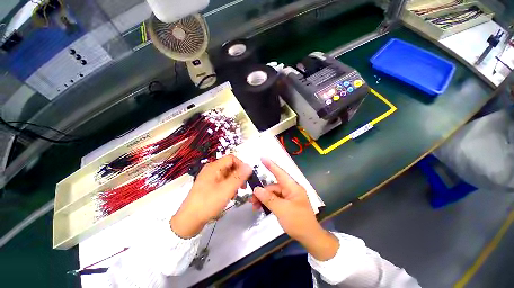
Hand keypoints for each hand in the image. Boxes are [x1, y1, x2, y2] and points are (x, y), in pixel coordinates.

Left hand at [170, 155, 251, 238]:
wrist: (189, 220)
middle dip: (238, 175)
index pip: (231, 158)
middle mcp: (211, 170)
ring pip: (227, 175)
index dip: (241, 165)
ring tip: (235, 194)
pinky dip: (228, 187)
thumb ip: (239, 176)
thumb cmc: (208, 202)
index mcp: (214, 167)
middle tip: (243, 187)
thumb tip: (249, 166)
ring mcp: (209, 178)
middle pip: (230, 166)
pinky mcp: (208, 186)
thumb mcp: (226, 189)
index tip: (247, 176)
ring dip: (234, 182)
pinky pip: (222, 182)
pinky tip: (229, 196)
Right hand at [252, 157, 338, 260]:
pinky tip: (261, 208)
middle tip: (252, 200)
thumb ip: (268, 199)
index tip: (262, 158)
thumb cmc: (298, 222)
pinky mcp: (287, 203)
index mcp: (293, 187)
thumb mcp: (282, 210)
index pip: (280, 173)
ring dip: (264, 198)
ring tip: (254, 206)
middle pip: (274, 186)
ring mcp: (289, 197)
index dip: (271, 165)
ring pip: (273, 193)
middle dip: (262, 191)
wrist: (310, 238)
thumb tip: (257, 189)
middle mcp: (291, 189)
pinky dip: (268, 203)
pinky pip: (275, 200)